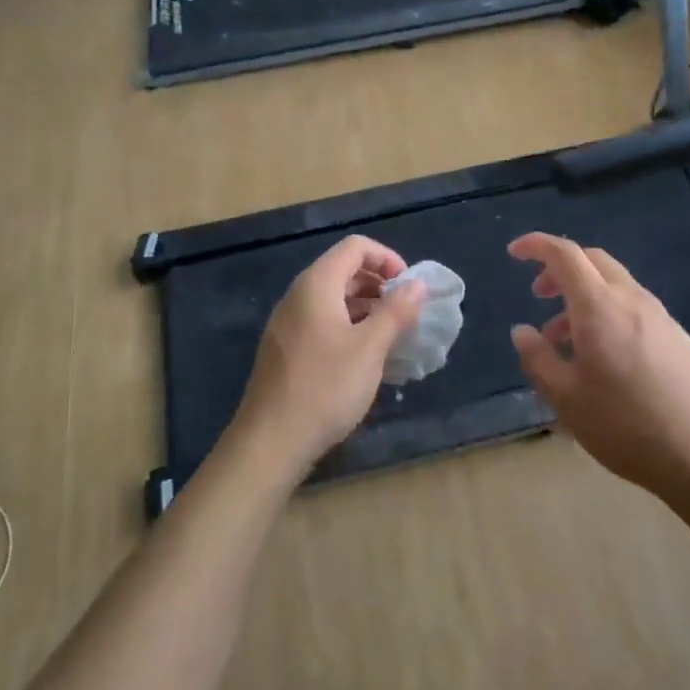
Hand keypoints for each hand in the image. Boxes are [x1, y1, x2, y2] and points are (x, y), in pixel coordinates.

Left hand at [229, 236, 427, 471]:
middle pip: (343, 270)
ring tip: (391, 336)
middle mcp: (298, 296)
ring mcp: (288, 324)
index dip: (387, 258)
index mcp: (316, 285)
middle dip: (379, 284)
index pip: (355, 247)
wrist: (270, 442)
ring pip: (333, 299)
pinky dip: (348, 327)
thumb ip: (396, 311)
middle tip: (405, 313)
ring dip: (366, 308)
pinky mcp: (285, 349)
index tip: (409, 288)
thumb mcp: (370, 348)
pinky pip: (322, 322)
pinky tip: (365, 358)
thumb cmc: (326, 388)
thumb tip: (418, 284)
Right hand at [508, 232, 689, 508]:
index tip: (514, 252)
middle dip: (561, 269)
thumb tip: (523, 331)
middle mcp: (633, 300)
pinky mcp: (680, 340)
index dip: (537, 245)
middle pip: (594, 262)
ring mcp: (662, 318)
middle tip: (539, 295)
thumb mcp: (567, 400)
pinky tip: (604, 361)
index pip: (565, 254)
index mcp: (600, 307)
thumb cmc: (629, 427)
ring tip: (564, 342)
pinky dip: (608, 316)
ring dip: (584, 299)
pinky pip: (634, 310)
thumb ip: (539, 360)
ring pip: (615, 287)